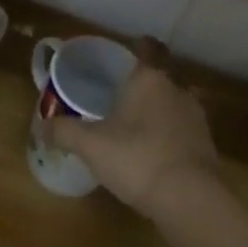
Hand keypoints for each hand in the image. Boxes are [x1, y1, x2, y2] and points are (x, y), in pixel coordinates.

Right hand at [40, 53, 219, 219]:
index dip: (137, 47)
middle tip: (119, 94)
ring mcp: (195, 117)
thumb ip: (64, 132)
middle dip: (142, 83)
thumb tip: (41, 127)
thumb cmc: (137, 158)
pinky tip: (153, 151)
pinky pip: (182, 130)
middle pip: (159, 76)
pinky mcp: (206, 145)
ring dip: (156, 110)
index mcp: (149, 79)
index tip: (121, 56)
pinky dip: (169, 135)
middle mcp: (176, 89)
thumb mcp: (90, 145)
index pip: (147, 48)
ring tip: (134, 124)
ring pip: (172, 103)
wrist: (191, 200)